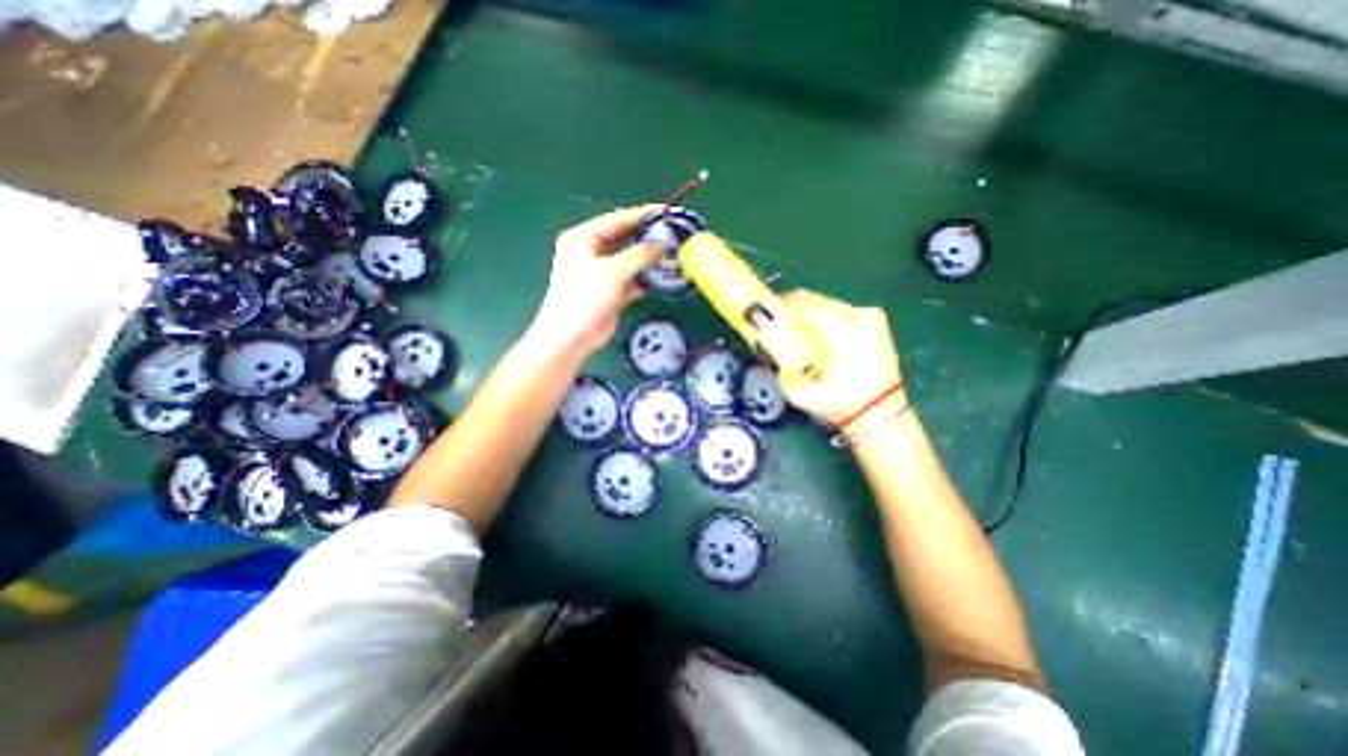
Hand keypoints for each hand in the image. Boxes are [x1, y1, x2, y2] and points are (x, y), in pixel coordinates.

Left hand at [533, 201, 668, 351]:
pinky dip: (646, 278)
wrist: (571, 337)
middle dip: (648, 237)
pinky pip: (632, 279)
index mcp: (583, 238)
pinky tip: (665, 275)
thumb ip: (640, 255)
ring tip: (674, 252)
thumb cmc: (585, 297)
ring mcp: (602, 272)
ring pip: (630, 260)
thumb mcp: (613, 271)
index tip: (666, 211)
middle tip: (674, 232)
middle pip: (624, 239)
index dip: (642, 214)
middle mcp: (591, 251)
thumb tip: (664, 243)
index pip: (617, 220)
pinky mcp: (611, 291)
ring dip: (649, 259)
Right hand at [773, 290, 898, 425]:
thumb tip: (764, 343)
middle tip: (775, 322)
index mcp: (843, 333)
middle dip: (790, 309)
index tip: (763, 313)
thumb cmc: (839, 404)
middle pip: (813, 299)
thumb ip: (779, 367)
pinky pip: (838, 309)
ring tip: (795, 330)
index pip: (803, 304)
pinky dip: (822, 317)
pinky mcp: (873, 318)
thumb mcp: (800, 393)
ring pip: (825, 302)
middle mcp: (859, 317)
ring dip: (806, 313)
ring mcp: (869, 315)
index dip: (778, 305)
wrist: (879, 412)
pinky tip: (816, 334)